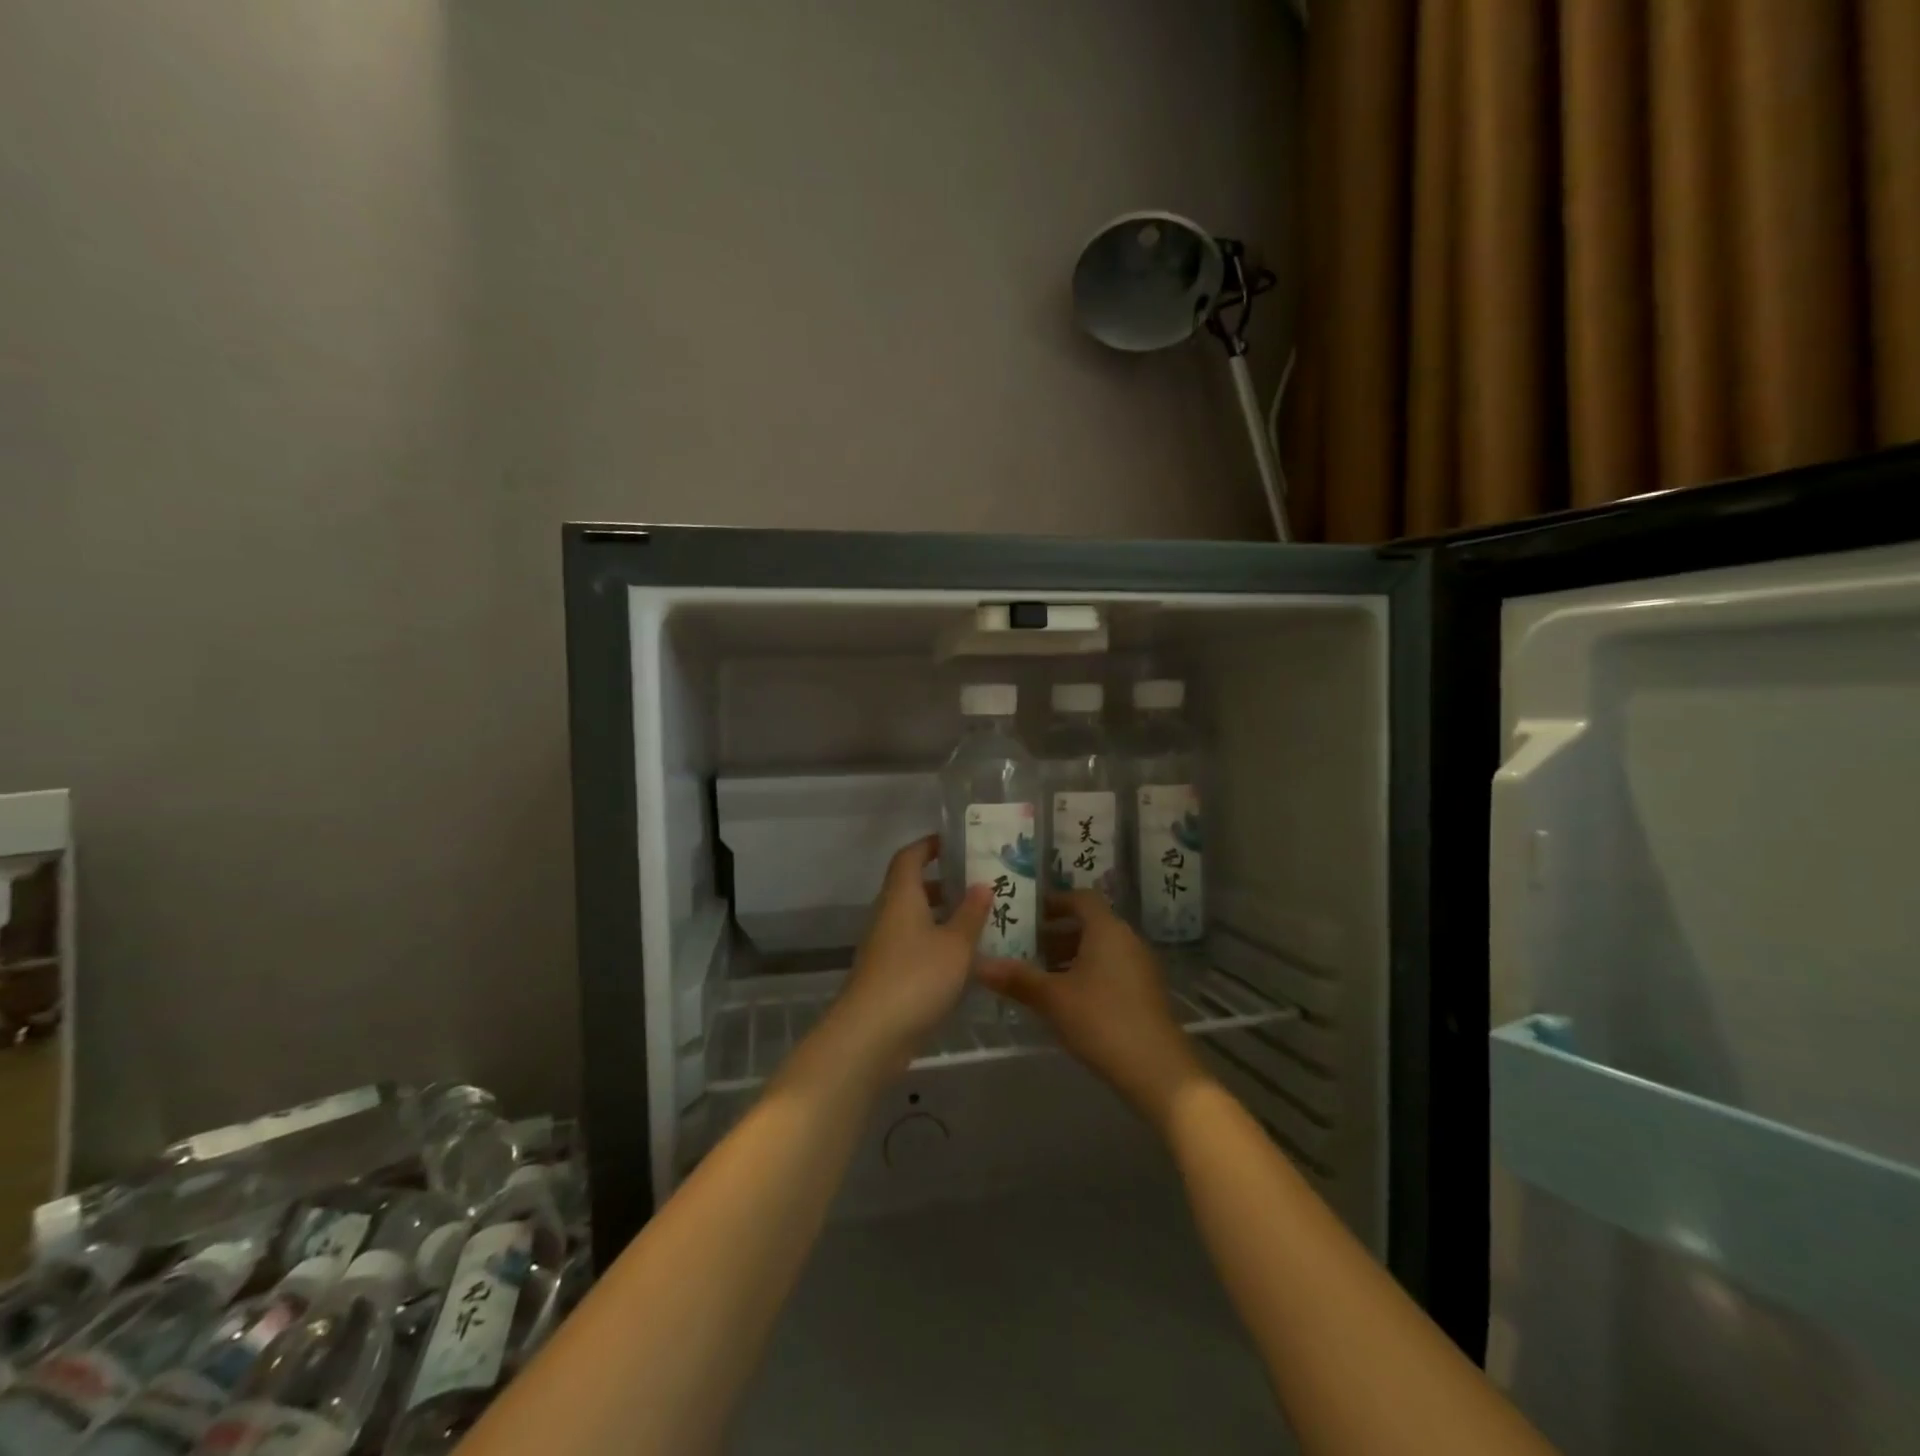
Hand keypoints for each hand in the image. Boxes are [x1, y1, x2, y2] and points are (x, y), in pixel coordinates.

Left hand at [827, 835, 990, 1076]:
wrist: (871, 1034)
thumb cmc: (916, 977)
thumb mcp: (955, 945)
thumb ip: (971, 914)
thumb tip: (982, 884)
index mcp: (901, 896)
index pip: (909, 857)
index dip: (928, 845)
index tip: (953, 843)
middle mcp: (887, 915)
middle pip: (910, 888)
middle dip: (941, 884)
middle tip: (977, 884)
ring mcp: (883, 946)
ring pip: (912, 919)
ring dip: (940, 916)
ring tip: (977, 920)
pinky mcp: (885, 975)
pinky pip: (912, 946)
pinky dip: (934, 944)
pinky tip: (961, 960)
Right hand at [978, 890, 1209, 1125]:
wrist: (1158, 1070)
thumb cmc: (1102, 1020)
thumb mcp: (1053, 999)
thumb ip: (1017, 979)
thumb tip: (979, 964)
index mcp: (1107, 929)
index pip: (1081, 898)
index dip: (1054, 902)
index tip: (1028, 915)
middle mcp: (1127, 939)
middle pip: (1090, 924)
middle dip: (1056, 933)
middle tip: (1025, 948)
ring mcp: (1140, 966)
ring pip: (1100, 948)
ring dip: (1070, 955)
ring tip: (1040, 976)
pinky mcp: (1145, 992)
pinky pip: (1111, 968)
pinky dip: (1087, 973)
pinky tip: (1067, 1000)